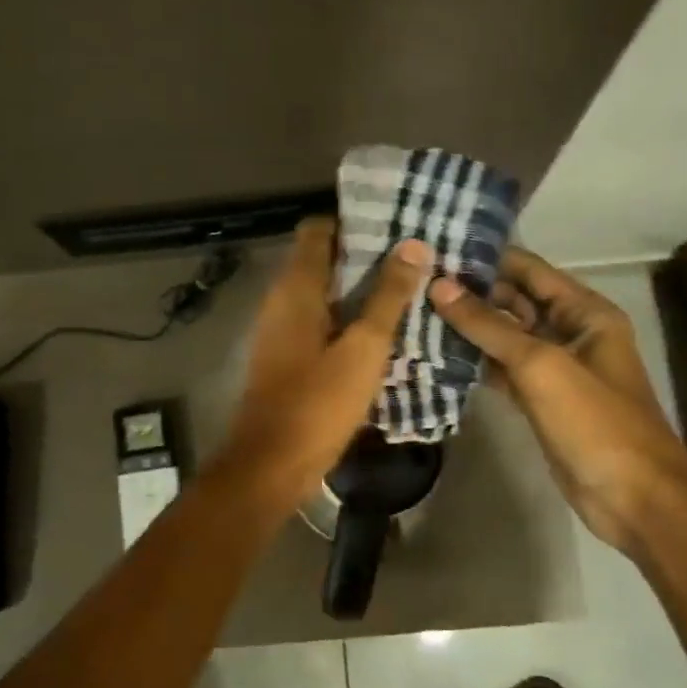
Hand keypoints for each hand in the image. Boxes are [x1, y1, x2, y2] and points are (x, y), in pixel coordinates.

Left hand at [216, 218, 431, 510]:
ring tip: (409, 288)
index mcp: (295, 287)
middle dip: (365, 255)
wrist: (272, 465)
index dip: (354, 222)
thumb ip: (388, 296)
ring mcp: (282, 330)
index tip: (394, 225)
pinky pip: (321, 321)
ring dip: (360, 289)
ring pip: (324, 293)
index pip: (317, 229)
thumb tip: (414, 245)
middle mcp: (282, 300)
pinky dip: (348, 318)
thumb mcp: (364, 347)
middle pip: (323, 259)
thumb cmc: (318, 402)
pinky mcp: (288, 356)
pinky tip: (385, 330)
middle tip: (414, 256)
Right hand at [428, 248, 686, 550]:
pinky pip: (501, 368)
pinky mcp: (539, 399)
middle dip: (470, 292)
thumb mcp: (540, 365)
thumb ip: (488, 325)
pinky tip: (436, 353)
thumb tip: (439, 286)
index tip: (437, 248)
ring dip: (467, 327)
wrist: (634, 498)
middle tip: (416, 282)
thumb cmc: (595, 421)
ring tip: (416, 311)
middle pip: (514, 301)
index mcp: (584, 312)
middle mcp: (570, 332)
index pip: (529, 270)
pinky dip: (474, 361)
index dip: (486, 258)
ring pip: (504, 336)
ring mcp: (554, 368)